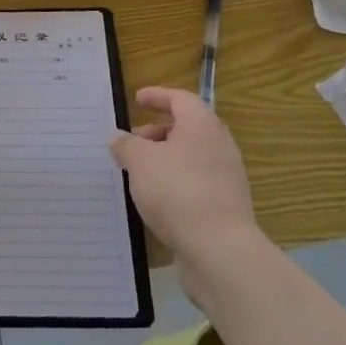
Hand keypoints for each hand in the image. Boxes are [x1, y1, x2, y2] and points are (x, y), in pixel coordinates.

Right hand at [109, 87, 256, 256]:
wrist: (219, 248)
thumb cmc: (177, 191)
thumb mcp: (139, 161)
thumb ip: (126, 144)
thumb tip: (119, 138)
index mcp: (202, 126)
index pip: (180, 99)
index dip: (157, 96)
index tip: (137, 99)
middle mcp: (219, 146)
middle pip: (187, 128)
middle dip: (157, 131)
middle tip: (132, 140)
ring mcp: (226, 177)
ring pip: (191, 157)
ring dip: (164, 158)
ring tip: (137, 171)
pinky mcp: (224, 205)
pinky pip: (195, 182)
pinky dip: (174, 181)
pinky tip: (154, 197)